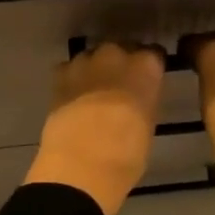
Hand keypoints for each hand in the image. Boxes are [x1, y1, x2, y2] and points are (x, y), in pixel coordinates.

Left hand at [24, 42, 165, 214]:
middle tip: (119, 87)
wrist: (81, 163)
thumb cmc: (127, 152)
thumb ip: (143, 100)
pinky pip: (69, 69)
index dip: (148, 68)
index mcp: (146, 66)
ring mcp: (86, 62)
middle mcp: (117, 54)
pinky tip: (72, 97)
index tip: (147, 80)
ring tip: (93, 93)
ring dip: (95, 70)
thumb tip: (136, 99)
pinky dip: (72, 79)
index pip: (153, 54)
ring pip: (93, 57)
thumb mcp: (147, 124)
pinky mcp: (60, 74)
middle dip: (120, 64)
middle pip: (121, 50)